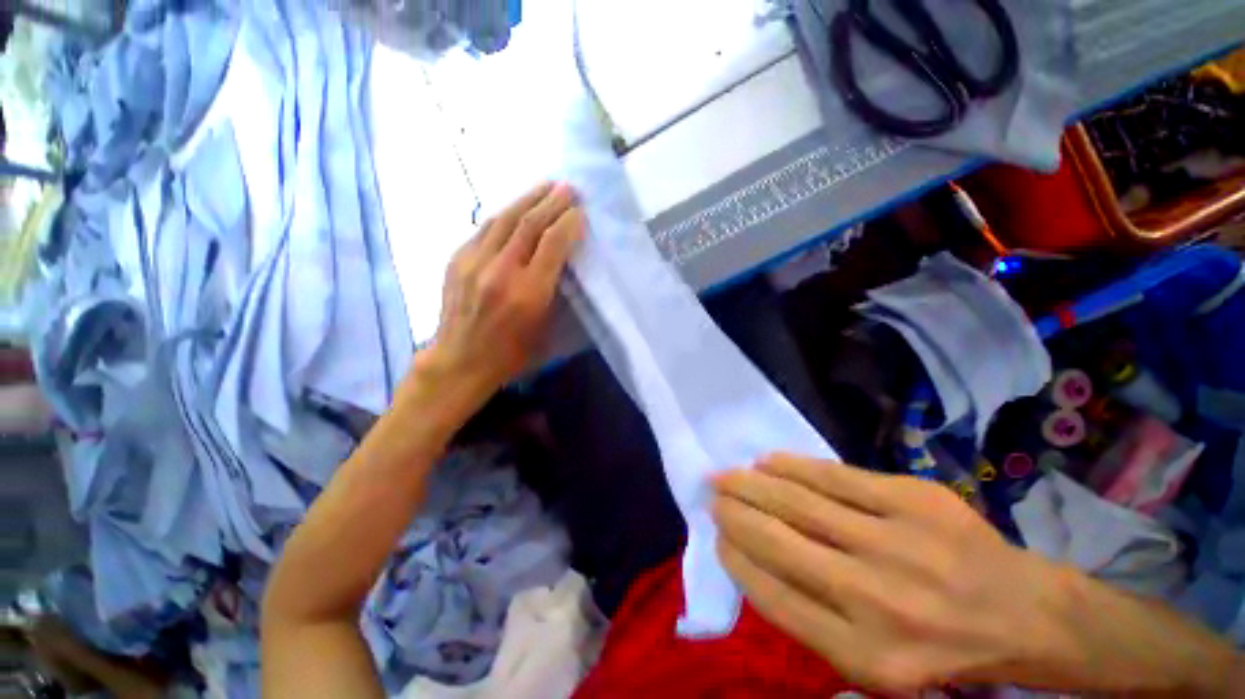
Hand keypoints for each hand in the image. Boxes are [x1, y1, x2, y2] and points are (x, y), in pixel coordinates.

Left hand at [416, 182, 583, 400]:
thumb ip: (554, 290)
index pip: (552, 243)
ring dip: (528, 198)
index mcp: (528, 293)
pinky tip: (516, 209)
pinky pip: (485, 228)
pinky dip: (506, 214)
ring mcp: (474, 261)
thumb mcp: (545, 328)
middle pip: (529, 223)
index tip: (581, 211)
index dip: (569, 222)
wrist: (460, 360)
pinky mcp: (457, 259)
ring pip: (505, 218)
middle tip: (569, 187)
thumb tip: (562, 258)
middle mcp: (501, 270)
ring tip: (545, 187)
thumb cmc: (512, 353)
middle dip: (552, 201)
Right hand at [711, 454, 1077, 694]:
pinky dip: (793, 466)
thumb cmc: (939, 648)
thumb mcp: (874, 666)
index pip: (773, 595)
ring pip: (800, 502)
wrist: (1023, 613)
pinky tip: (768, 461)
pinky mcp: (914, 500)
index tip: (718, 535)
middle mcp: (876, 599)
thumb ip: (811, 620)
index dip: (736, 558)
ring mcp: (898, 542)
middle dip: (735, 513)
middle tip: (711, 493)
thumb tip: (751, 560)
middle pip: (780, 541)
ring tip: (728, 475)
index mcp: (864, 655)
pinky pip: (835, 476)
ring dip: (753, 484)